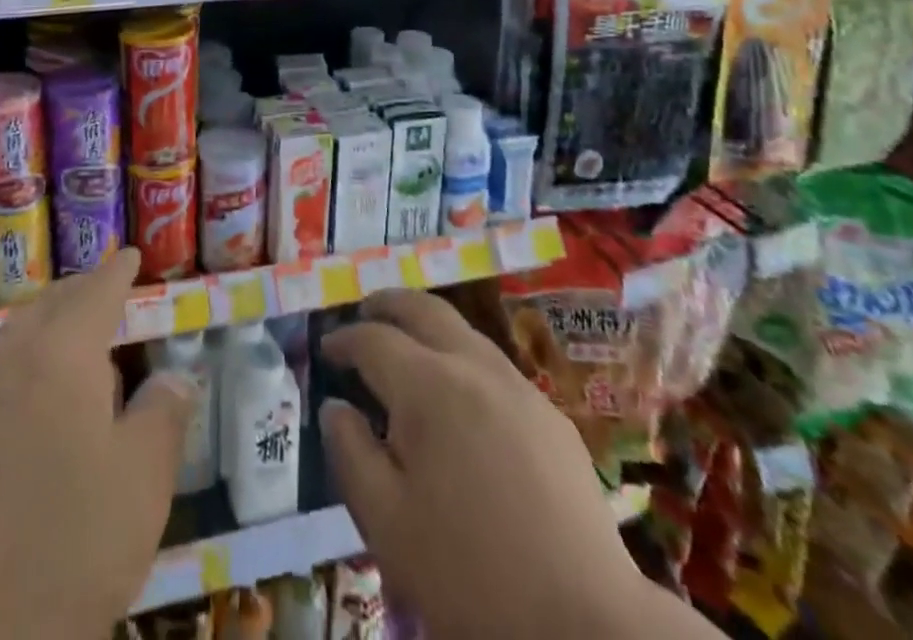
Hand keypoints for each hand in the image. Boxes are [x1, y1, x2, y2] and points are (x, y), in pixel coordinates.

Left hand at [0, 247, 192, 639]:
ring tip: (62, 356)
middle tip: (99, 294)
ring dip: (37, 339)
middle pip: (44, 309)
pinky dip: (4, 388)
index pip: (94, 293)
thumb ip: (163, 416)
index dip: (115, 272)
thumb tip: (175, 377)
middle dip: (75, 296)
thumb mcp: (142, 484)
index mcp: (58, 356)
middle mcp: (2, 364)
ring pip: (4, 349)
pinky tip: (11, 427)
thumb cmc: (70, 552)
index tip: (129, 255)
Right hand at [319, 289, 657, 639]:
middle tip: (363, 313)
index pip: (373, 340)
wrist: (588, 627)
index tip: (325, 349)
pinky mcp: (551, 418)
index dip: (343, 339)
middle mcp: (473, 367)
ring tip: (406, 347)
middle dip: (387, 304)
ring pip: (463, 331)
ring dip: (427, 327)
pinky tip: (460, 399)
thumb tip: (334, 407)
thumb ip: (349, 452)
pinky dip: (462, 359)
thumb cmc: (469, 575)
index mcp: (427, 386)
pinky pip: (495, 366)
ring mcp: (519, 388)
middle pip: (423, 309)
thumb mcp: (385, 522)